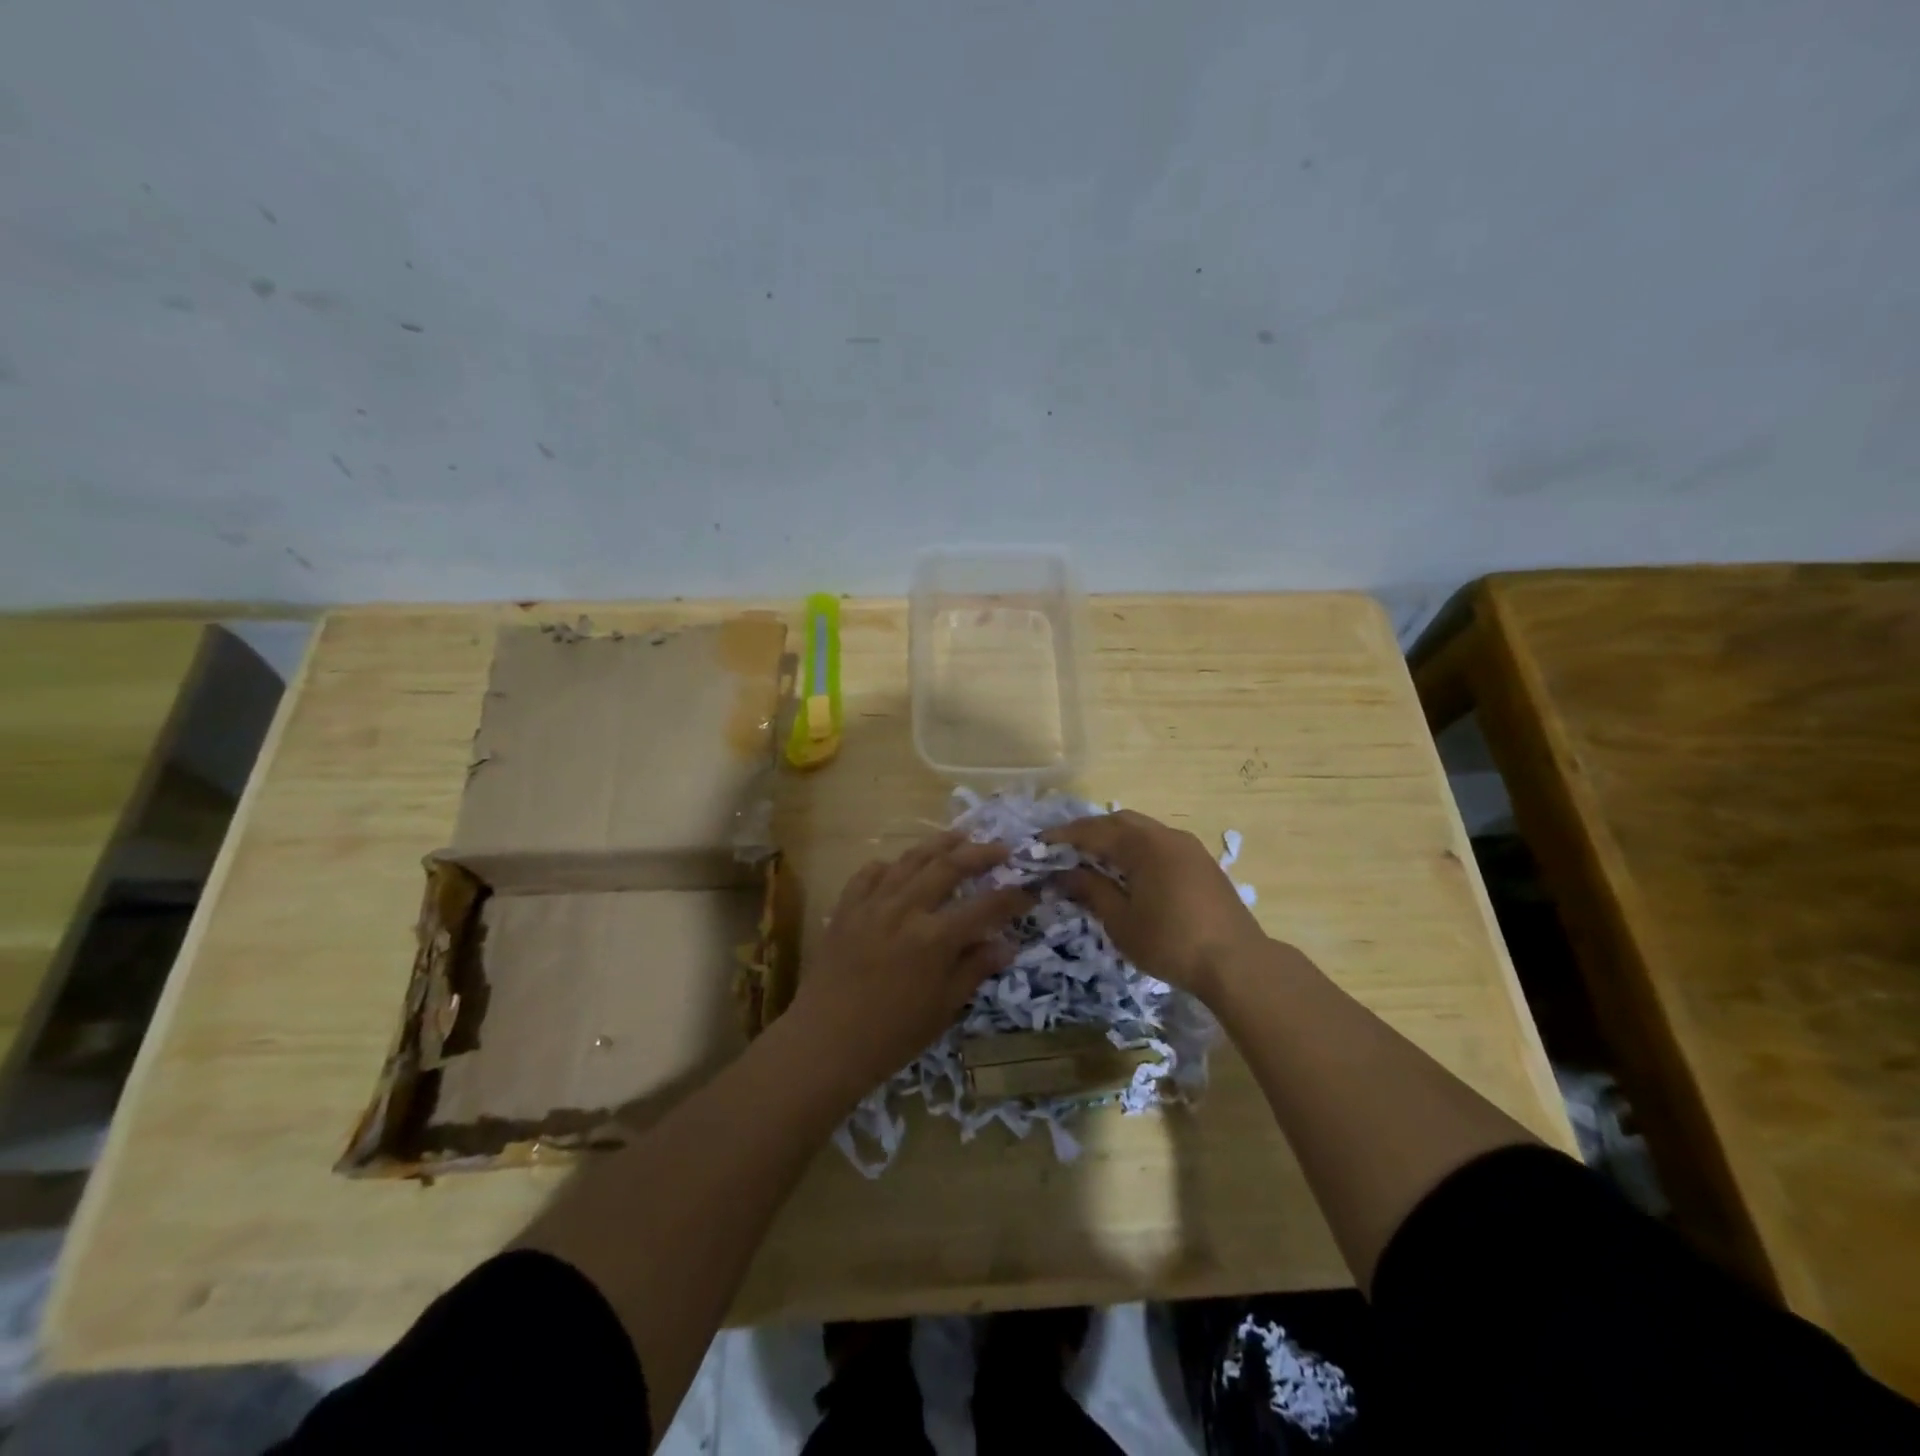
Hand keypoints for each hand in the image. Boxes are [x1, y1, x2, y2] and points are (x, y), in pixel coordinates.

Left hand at [790, 832, 1032, 1090]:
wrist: (825, 1042)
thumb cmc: (892, 1035)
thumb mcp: (943, 1008)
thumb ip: (974, 969)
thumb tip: (1006, 946)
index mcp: (935, 938)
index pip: (985, 906)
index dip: (1012, 896)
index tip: (1029, 889)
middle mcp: (905, 909)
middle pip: (948, 867)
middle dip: (980, 853)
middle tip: (1001, 848)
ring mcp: (872, 904)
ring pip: (910, 860)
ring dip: (939, 845)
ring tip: (959, 837)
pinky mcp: (846, 907)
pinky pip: (870, 874)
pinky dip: (889, 866)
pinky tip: (898, 867)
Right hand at [1043, 809, 1266, 1002]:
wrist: (1237, 963)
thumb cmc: (1171, 942)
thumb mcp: (1121, 921)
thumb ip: (1092, 891)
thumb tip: (1065, 874)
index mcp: (1143, 845)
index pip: (1094, 831)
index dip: (1064, 836)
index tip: (1039, 843)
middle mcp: (1166, 836)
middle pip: (1119, 822)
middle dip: (1089, 831)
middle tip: (1065, 848)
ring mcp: (1188, 847)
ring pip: (1142, 830)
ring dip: (1115, 838)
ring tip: (1093, 857)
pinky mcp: (1202, 863)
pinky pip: (1159, 843)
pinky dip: (1136, 848)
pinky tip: (1128, 869)